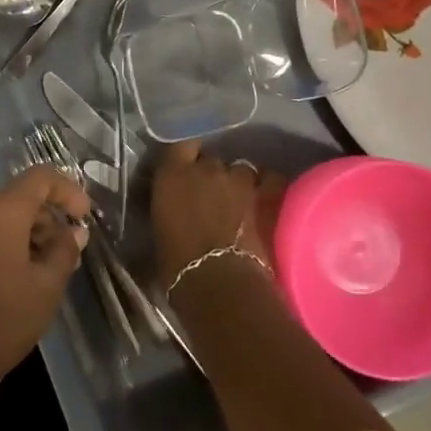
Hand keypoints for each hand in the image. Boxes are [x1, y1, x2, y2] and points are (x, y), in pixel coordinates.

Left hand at [0, 168, 90, 393]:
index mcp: (1, 211)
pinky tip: (11, 281)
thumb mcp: (46, 288)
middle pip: (18, 198)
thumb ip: (64, 251)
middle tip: (66, 255)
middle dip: (46, 219)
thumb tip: (72, 233)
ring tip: (41, 273)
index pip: (40, 177)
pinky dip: (1, 246)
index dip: (68, 191)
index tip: (83, 218)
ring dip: (25, 235)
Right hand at [150, 142, 285, 289]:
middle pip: (211, 159)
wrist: (221, 285)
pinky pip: (270, 179)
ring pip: (241, 169)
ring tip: (240, 202)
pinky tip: (266, 198)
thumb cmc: (178, 266)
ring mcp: (240, 179)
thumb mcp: (160, 231)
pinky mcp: (269, 194)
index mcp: (174, 173)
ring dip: (238, 182)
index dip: (186, 155)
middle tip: (210, 197)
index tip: (185, 168)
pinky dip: (267, 186)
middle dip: (210, 174)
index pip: (181, 144)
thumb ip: (168, 208)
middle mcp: (207, 167)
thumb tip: (173, 210)